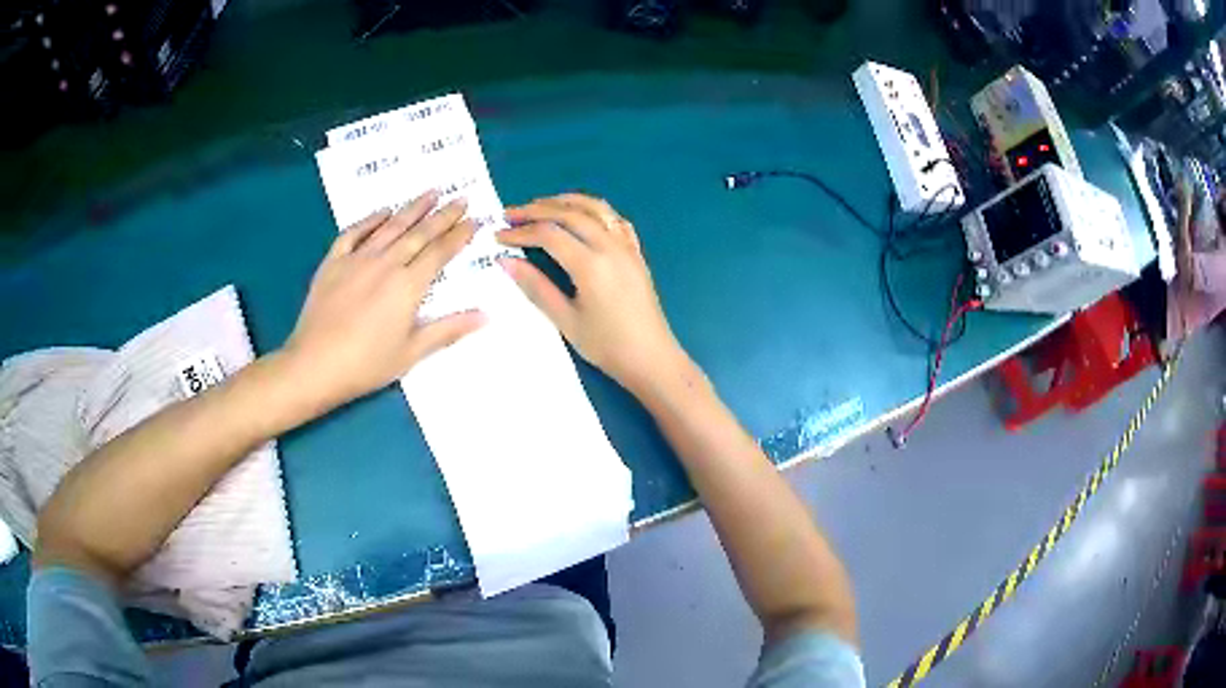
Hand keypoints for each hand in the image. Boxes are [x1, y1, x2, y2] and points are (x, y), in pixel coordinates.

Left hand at [283, 191, 483, 410]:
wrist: (314, 364)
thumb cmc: (366, 364)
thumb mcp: (411, 353)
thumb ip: (447, 330)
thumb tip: (485, 315)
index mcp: (408, 286)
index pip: (440, 252)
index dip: (459, 235)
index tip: (474, 220)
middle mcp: (386, 263)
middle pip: (419, 233)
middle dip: (443, 215)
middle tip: (460, 198)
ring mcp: (357, 259)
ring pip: (390, 226)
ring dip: (412, 208)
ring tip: (430, 192)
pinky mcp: (333, 263)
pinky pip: (354, 233)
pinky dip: (370, 220)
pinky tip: (382, 212)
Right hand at [497, 193, 686, 394]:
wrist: (652, 359)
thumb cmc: (607, 346)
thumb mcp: (566, 320)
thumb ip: (536, 287)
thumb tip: (505, 261)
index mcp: (591, 264)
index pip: (549, 235)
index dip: (521, 232)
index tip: (498, 237)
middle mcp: (610, 247)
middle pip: (570, 214)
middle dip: (537, 210)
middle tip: (510, 214)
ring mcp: (627, 247)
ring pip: (596, 209)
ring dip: (565, 202)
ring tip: (540, 205)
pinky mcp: (636, 254)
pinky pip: (615, 220)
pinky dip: (594, 211)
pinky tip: (581, 215)